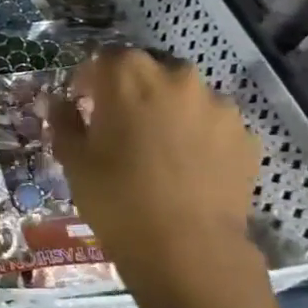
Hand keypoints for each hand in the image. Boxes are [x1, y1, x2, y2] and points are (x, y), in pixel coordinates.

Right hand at [50, 47, 262, 293]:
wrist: (188, 249)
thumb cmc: (117, 197)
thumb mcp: (73, 159)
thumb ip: (64, 121)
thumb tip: (61, 103)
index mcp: (128, 75)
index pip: (103, 58)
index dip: (90, 80)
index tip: (83, 105)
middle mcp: (176, 77)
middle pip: (148, 70)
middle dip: (131, 90)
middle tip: (119, 126)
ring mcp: (217, 105)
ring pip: (184, 96)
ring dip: (168, 111)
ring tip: (158, 149)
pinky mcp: (245, 136)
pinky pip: (212, 124)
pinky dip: (198, 136)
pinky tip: (187, 168)